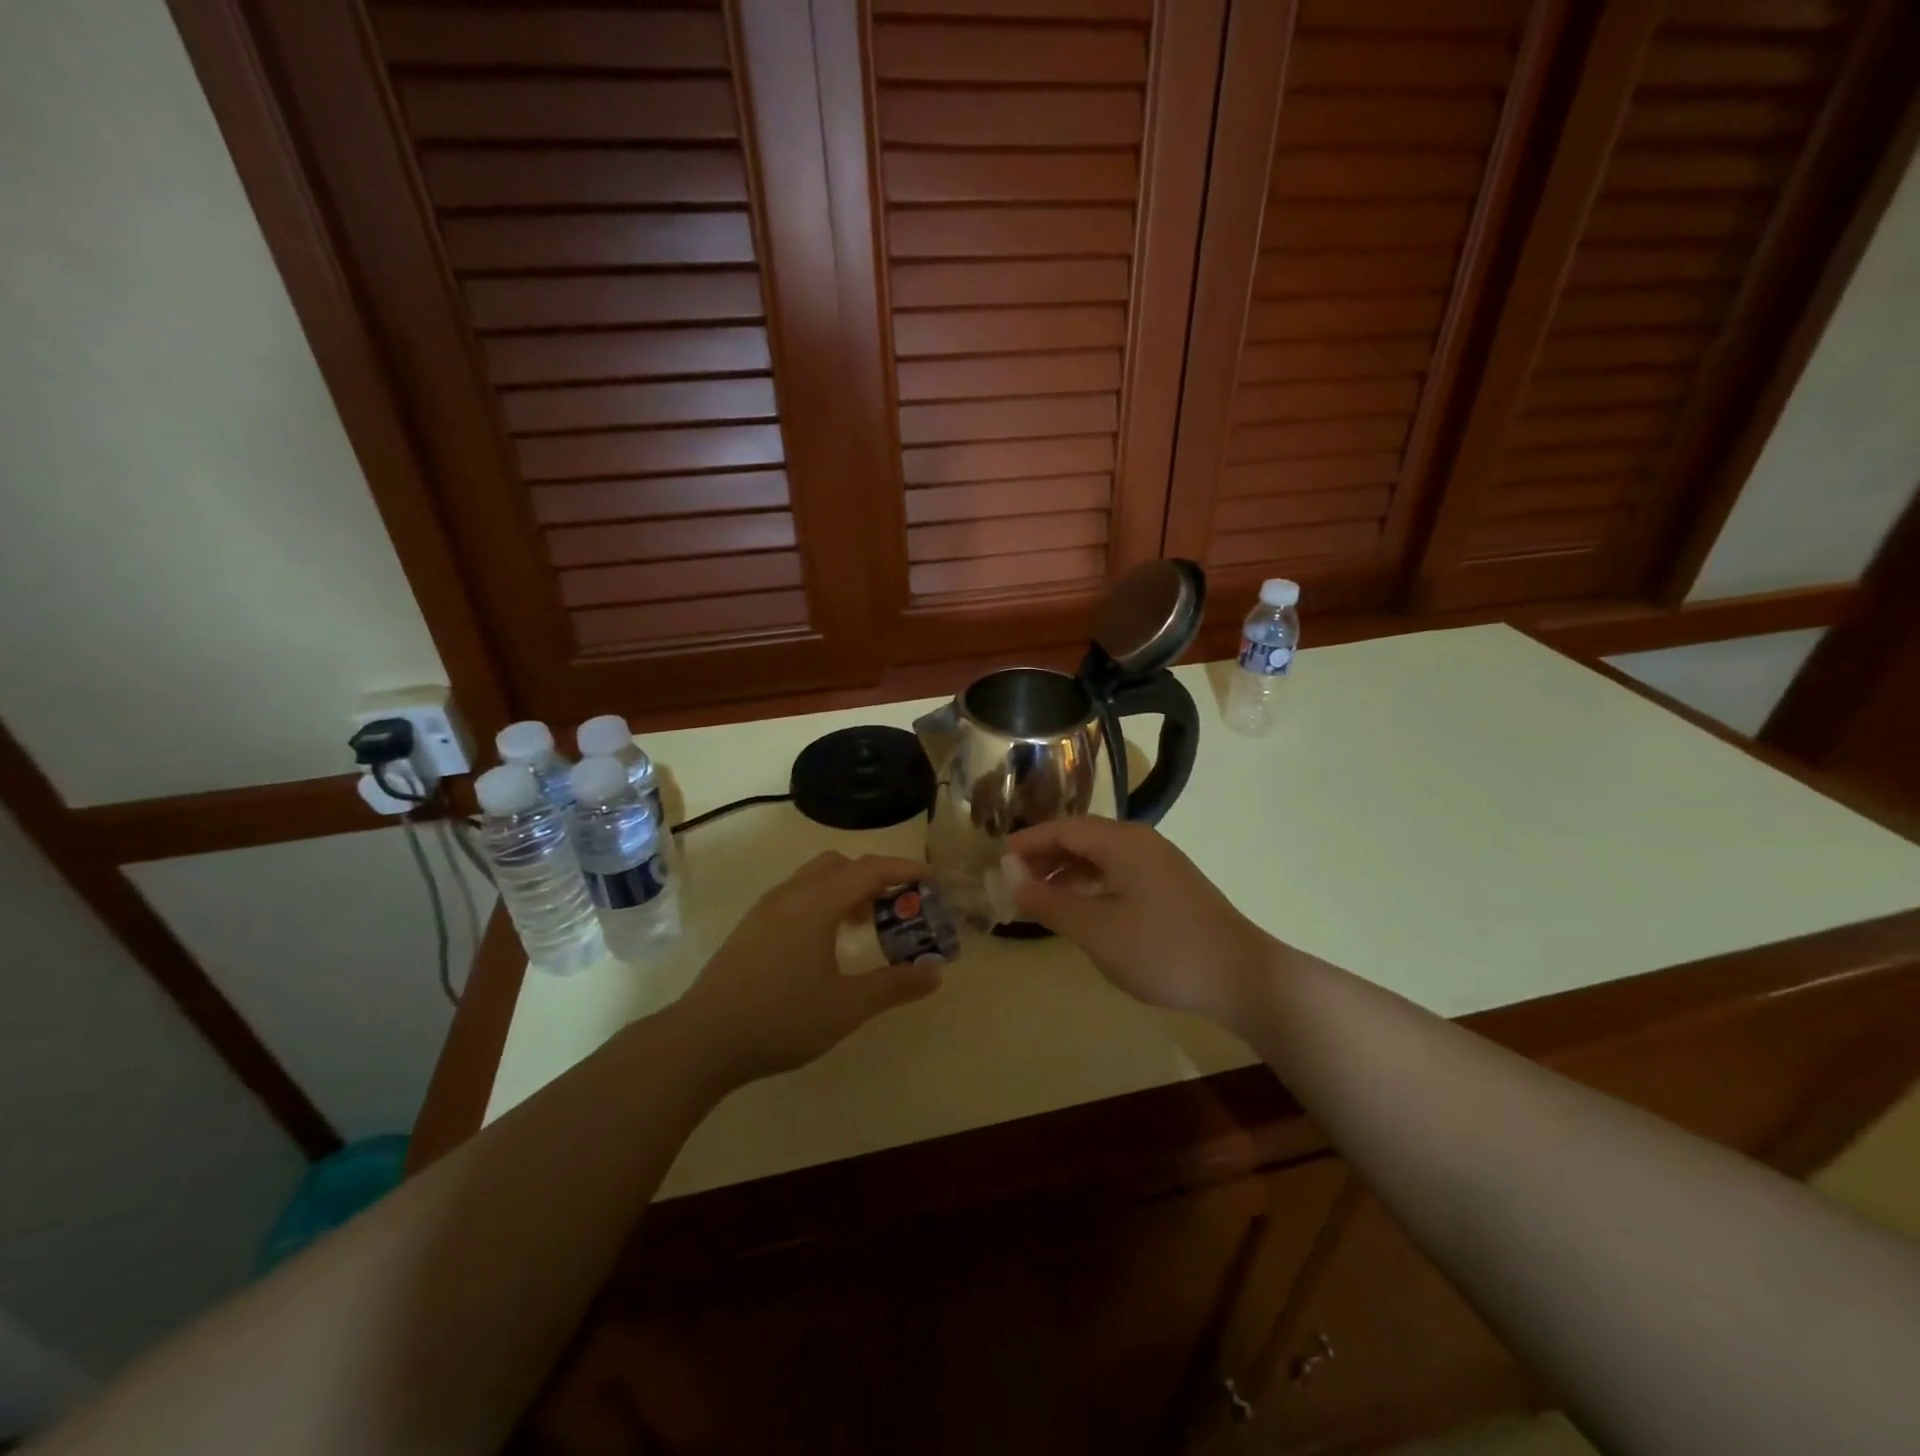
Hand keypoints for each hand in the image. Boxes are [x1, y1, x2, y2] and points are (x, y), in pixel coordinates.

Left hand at [673, 851, 943, 1083]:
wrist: (702, 1039)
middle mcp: (791, 894)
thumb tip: (935, 972)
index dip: (904, 869)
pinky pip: (796, 896)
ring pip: (815, 879)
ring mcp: (766, 909)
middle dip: (873, 877)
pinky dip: (822, 903)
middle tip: (897, 906)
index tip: (931, 879)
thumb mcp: (846, 1007)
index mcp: (817, 903)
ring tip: (865, 926)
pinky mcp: (751, 927)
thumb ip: (894, 986)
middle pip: (840, 865)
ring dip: (846, 890)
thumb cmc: (781, 1019)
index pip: (869, 869)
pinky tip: (826, 945)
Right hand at [1007, 817, 1274, 1030]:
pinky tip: (1080, 910)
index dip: (1029, 841)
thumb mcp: (1097, 930)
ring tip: (1040, 897)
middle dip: (1046, 856)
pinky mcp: (1170, 888)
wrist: (1242, 976)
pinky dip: (1091, 885)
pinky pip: (1118, 874)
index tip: (999, 857)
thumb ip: (1052, 905)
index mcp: (1123, 842)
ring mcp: (1160, 865)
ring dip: (1067, 872)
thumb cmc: (1162, 949)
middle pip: (1083, 838)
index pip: (1064, 829)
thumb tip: (1016, 885)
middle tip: (1015, 879)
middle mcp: (1141, 843)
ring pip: (1101, 858)